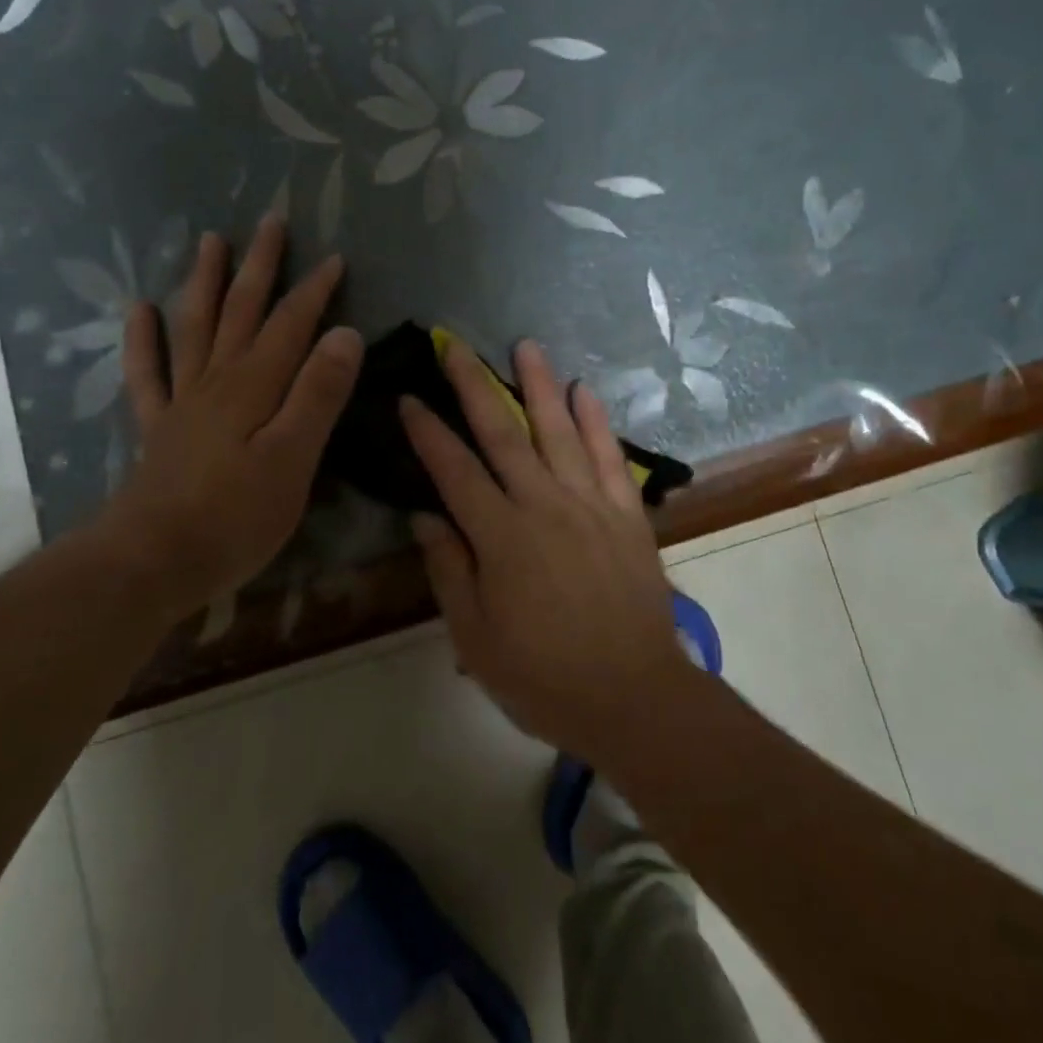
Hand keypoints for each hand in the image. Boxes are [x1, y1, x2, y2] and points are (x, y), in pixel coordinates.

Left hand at [96, 218, 363, 618]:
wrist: (153, 560)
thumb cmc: (236, 516)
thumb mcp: (294, 458)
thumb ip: (318, 394)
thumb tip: (344, 334)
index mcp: (255, 386)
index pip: (291, 325)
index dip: (314, 291)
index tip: (334, 258)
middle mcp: (218, 380)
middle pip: (241, 311)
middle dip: (260, 266)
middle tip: (271, 222)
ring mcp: (184, 401)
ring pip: (195, 327)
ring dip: (205, 282)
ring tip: (211, 242)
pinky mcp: (159, 427)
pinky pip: (148, 372)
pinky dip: (143, 338)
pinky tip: (140, 309)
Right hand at [400, 338, 687, 761]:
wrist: (633, 696)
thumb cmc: (543, 676)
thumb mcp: (476, 637)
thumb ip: (448, 571)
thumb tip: (423, 517)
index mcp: (500, 537)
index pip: (454, 471)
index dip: (428, 432)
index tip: (409, 398)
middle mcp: (543, 506)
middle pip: (503, 434)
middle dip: (474, 386)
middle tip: (455, 346)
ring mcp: (590, 505)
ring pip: (559, 431)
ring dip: (539, 385)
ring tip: (525, 346)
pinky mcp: (627, 514)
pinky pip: (610, 456)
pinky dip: (598, 421)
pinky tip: (586, 390)